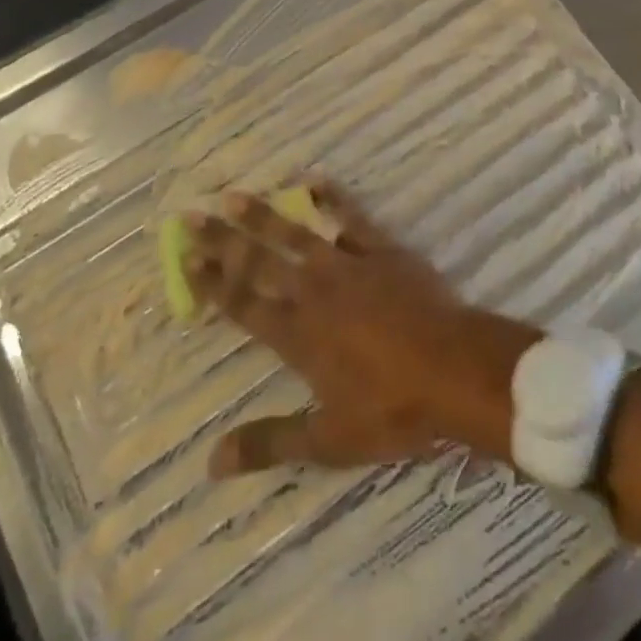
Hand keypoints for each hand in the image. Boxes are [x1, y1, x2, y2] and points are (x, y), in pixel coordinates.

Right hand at [184, 182, 536, 475]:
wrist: (455, 370)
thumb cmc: (393, 410)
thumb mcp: (329, 440)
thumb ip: (270, 443)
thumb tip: (211, 461)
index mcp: (297, 336)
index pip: (242, 304)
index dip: (211, 282)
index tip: (185, 258)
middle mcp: (313, 293)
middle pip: (258, 263)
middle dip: (223, 241)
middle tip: (191, 216)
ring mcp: (348, 266)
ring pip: (295, 235)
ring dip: (263, 215)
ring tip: (234, 194)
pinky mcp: (381, 250)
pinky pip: (350, 217)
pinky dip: (331, 198)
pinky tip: (314, 180)